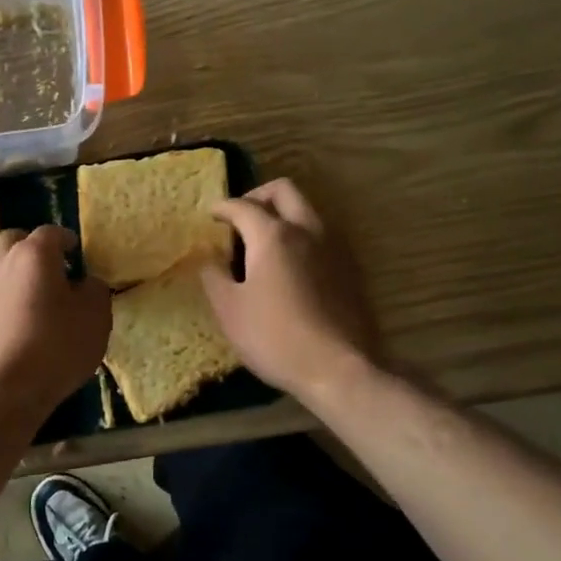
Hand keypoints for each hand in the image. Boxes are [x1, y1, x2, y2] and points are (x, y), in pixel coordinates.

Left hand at [0, 225, 111, 420]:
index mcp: (34, 254)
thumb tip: (85, 283)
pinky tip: (26, 324)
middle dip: (35, 248)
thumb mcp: (95, 317)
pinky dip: (10, 299)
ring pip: (2, 268)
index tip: (78, 253)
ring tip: (43, 301)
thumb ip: (95, 290)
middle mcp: (2, 263)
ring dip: (21, 275)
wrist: (3, 390)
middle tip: (56, 270)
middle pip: (16, 241)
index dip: (67, 239)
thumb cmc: (56, 346)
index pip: (51, 232)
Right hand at [200, 179, 378, 403]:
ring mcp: (334, 247)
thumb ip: (214, 276)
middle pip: (284, 191)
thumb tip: (210, 258)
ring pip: (307, 210)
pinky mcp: (350, 268)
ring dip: (283, 214)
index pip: (242, 206)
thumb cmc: (275, 338)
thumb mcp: (229, 310)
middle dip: (258, 196)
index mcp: (274, 235)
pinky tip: (290, 266)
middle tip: (240, 217)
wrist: (339, 369)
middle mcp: (307, 230)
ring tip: (263, 242)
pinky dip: (301, 237)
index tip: (211, 215)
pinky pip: (321, 236)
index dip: (222, 207)